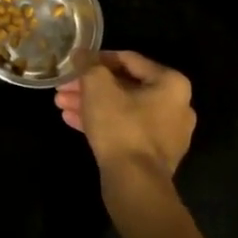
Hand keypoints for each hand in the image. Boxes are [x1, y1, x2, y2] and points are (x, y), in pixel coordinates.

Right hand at [54, 50, 195, 178]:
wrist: (135, 184)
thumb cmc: (120, 125)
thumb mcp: (98, 86)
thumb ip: (89, 64)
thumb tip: (81, 53)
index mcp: (171, 83)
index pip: (128, 60)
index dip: (97, 59)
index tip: (75, 63)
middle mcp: (176, 106)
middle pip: (124, 86)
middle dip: (90, 86)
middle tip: (64, 87)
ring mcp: (167, 134)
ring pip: (122, 109)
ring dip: (91, 104)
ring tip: (61, 104)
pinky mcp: (154, 156)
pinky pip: (126, 130)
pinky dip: (102, 123)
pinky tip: (72, 121)